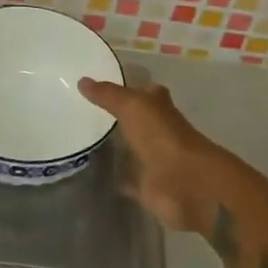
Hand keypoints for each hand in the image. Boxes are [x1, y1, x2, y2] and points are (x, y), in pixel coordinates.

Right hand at [77, 78, 218, 233]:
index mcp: (159, 107)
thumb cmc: (162, 136)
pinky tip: (96, 173)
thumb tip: (82, 81)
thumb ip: (107, 95)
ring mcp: (154, 159)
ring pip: (132, 149)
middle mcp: (159, 131)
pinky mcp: (148, 186)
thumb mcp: (132, 106)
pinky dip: (118, 177)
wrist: (185, 183)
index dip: (129, 87)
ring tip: (85, 140)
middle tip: (85, 112)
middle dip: (118, 117)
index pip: (145, 91)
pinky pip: (129, 180)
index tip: (102, 86)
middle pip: (137, 120)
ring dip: (117, 146)